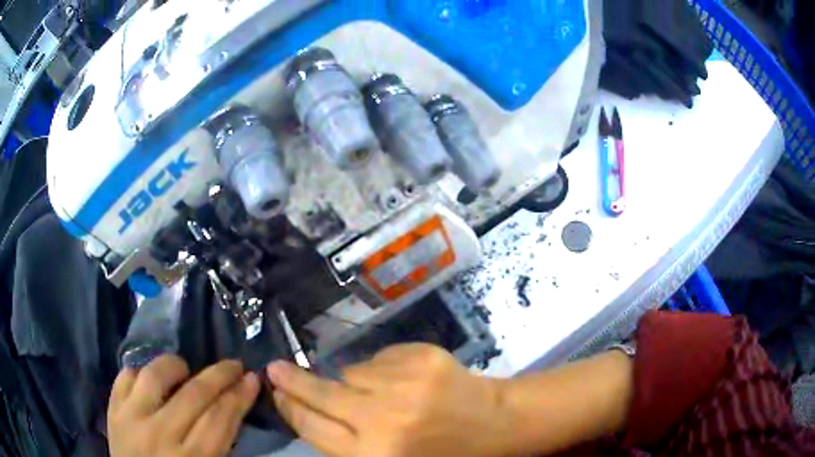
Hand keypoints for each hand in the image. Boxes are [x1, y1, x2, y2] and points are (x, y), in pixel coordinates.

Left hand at [108, 356, 259, 456]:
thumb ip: (218, 445)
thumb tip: (230, 409)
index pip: (220, 419)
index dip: (239, 397)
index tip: (252, 379)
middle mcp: (161, 435)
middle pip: (194, 395)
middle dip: (220, 375)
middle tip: (234, 365)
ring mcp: (132, 418)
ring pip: (155, 375)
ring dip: (175, 365)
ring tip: (186, 369)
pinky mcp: (112, 409)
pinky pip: (126, 376)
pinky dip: (141, 371)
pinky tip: (151, 378)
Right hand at [267, 344, 509, 456]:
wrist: (494, 425)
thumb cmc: (439, 453)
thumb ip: (345, 440)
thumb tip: (307, 408)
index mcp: (373, 455)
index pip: (312, 427)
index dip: (289, 408)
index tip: (275, 392)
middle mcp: (383, 420)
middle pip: (320, 394)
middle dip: (293, 381)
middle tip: (275, 368)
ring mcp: (404, 384)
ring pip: (351, 372)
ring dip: (355, 382)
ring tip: (385, 395)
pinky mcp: (422, 357)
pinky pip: (380, 358)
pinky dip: (383, 369)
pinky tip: (406, 383)